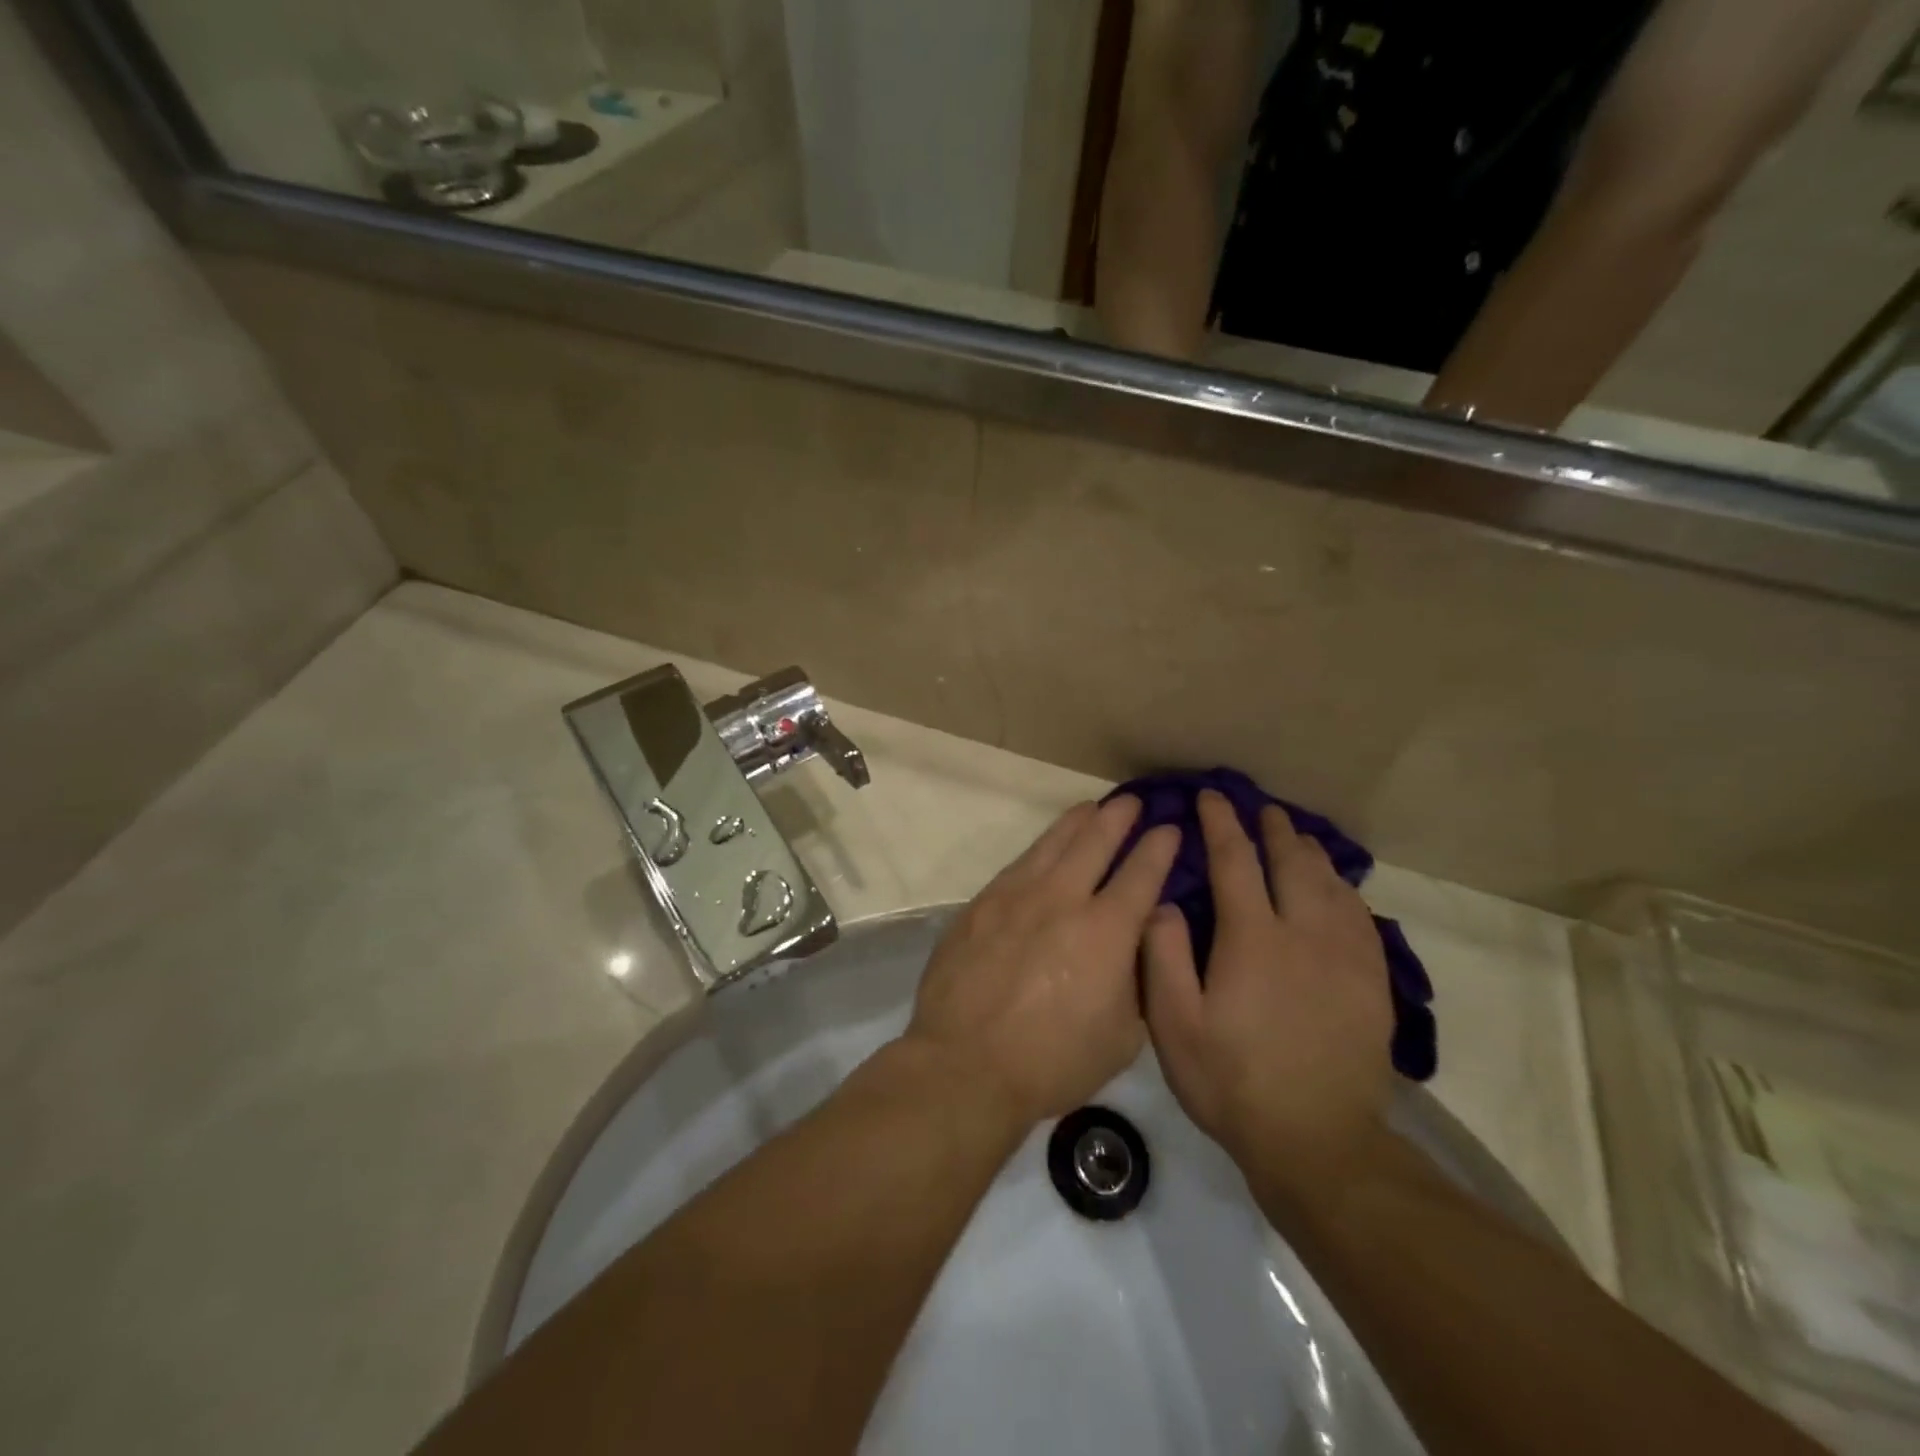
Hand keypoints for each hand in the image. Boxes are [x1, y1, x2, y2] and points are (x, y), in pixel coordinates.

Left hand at [905, 798, 1181, 1124]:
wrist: (967, 1063)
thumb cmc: (1054, 1060)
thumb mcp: (1122, 1035)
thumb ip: (1137, 980)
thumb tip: (1137, 940)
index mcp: (1106, 930)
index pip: (1142, 873)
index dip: (1159, 847)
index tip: (1170, 829)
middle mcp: (1063, 899)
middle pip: (1095, 841)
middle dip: (1118, 817)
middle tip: (1131, 802)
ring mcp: (1017, 896)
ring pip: (1053, 844)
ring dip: (1076, 822)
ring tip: (1091, 808)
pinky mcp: (982, 904)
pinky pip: (1019, 864)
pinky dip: (1040, 849)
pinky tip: (1044, 847)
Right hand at [1142, 790, 1392, 1189]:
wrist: (1318, 1142)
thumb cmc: (1233, 1082)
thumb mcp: (1175, 1025)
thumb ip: (1163, 957)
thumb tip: (1163, 902)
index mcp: (1252, 938)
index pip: (1234, 861)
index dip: (1220, 824)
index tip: (1211, 798)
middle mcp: (1303, 933)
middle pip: (1291, 862)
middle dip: (1273, 829)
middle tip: (1261, 809)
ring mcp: (1345, 957)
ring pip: (1330, 884)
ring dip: (1310, 853)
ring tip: (1297, 837)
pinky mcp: (1371, 982)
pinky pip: (1361, 917)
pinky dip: (1344, 890)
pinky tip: (1337, 889)